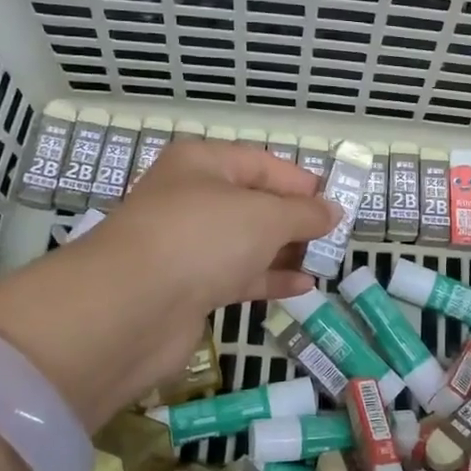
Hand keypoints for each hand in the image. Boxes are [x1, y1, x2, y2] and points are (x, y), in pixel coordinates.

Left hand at [0, 141, 336, 425]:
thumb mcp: (265, 216)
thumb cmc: (203, 238)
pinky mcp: (187, 286)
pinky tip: (303, 286)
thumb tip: (333, 211)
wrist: (132, 307)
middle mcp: (192, 198)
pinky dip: (268, 279)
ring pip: (246, 242)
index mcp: (202, 164)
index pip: (262, 164)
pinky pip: (237, 275)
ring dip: (285, 251)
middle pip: (254, 203)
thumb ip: (304, 213)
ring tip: (325, 261)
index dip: (301, 182)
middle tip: (334, 237)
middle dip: (295, 219)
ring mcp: (187, 244)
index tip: (337, 203)